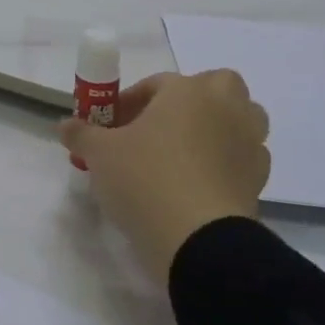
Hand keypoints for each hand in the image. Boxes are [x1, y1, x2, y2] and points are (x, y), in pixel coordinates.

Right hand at [61, 70, 271, 283]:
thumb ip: (81, 134)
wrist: (199, 241)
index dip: (129, 102)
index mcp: (188, 90)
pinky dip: (227, 161)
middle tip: (159, 126)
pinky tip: (202, 181)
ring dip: (216, 126)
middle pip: (214, 86)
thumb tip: (65, 125)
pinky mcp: (259, 178)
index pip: (156, 83)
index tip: (111, 126)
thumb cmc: (146, 180)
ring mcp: (249, 142)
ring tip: (184, 152)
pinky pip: (243, 157)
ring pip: (238, 118)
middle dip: (190, 99)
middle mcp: (225, 107)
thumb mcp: (100, 154)